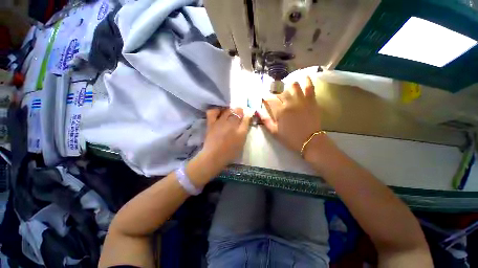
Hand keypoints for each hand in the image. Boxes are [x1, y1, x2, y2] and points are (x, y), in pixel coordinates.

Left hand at [200, 107, 250, 168]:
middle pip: (238, 112)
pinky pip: (213, 112)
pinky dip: (216, 110)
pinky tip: (220, 112)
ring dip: (231, 110)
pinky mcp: (211, 123)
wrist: (214, 156)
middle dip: (240, 111)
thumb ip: (244, 131)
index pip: (246, 118)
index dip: (247, 115)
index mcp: (241, 131)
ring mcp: (221, 123)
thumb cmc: (230, 152)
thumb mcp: (241, 143)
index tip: (247, 114)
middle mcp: (232, 125)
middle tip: (240, 113)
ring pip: (228, 110)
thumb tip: (246, 121)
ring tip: (231, 112)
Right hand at [258, 76, 322, 154]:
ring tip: (287, 87)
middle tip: (274, 93)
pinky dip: (307, 81)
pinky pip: (310, 87)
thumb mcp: (274, 132)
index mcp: (280, 111)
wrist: (310, 141)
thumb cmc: (290, 138)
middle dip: (275, 91)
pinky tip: (304, 77)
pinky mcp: (311, 101)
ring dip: (288, 85)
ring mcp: (301, 100)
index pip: (270, 99)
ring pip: (294, 85)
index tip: (264, 98)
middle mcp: (290, 103)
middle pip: (280, 91)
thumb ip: (266, 121)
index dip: (266, 98)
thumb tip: (258, 112)